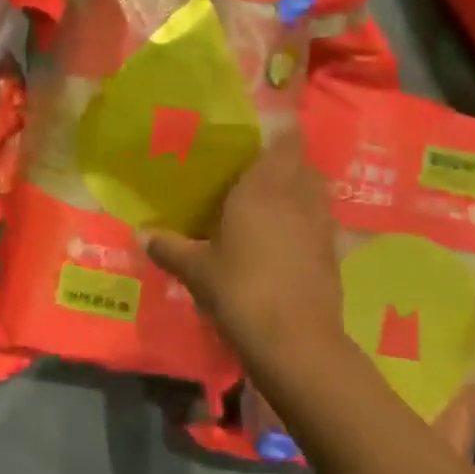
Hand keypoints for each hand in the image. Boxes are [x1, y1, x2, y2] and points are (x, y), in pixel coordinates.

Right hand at [144, 130, 346, 369]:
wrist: (295, 341)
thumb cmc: (240, 289)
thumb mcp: (196, 269)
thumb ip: (169, 248)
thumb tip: (141, 234)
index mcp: (265, 185)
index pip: (287, 138)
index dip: (278, 132)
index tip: (255, 139)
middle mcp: (299, 196)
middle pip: (303, 164)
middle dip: (284, 165)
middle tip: (253, 176)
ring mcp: (322, 225)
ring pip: (316, 193)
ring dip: (299, 193)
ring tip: (270, 207)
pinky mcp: (334, 254)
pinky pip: (321, 224)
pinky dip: (307, 225)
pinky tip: (286, 244)